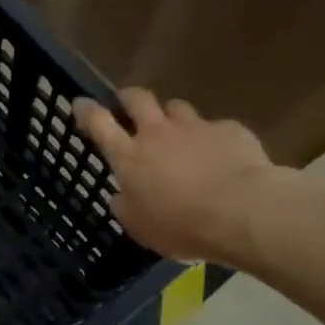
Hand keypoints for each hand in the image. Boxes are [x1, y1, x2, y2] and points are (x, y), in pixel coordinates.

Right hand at [72, 89, 307, 264]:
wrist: (244, 212)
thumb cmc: (181, 224)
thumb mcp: (140, 226)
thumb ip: (125, 206)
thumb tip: (121, 196)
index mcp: (129, 156)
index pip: (98, 122)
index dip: (87, 110)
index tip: (80, 103)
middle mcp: (157, 133)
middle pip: (137, 98)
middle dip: (129, 98)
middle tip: (129, 106)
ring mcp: (195, 127)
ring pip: (176, 106)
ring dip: (172, 117)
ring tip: (179, 133)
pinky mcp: (230, 130)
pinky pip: (217, 127)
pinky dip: (214, 138)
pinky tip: (223, 156)